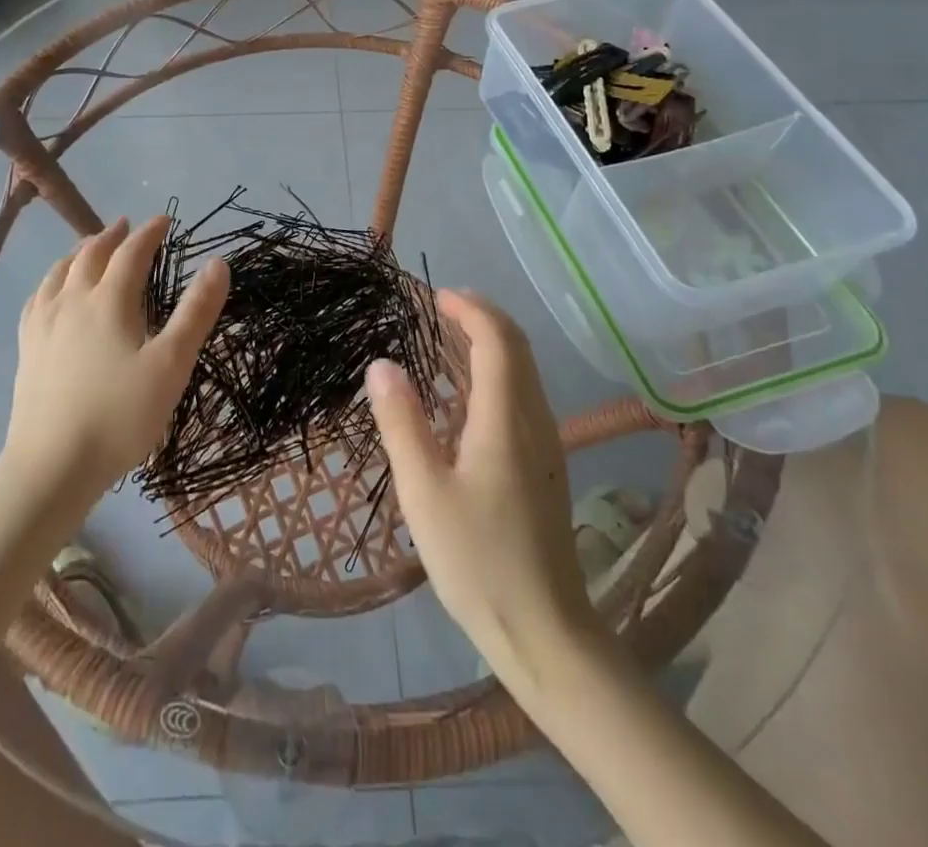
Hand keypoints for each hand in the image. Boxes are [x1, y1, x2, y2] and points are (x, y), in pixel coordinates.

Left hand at [5, 215, 228, 502]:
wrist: (51, 466)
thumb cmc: (120, 415)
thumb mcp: (171, 365)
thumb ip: (195, 312)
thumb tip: (218, 264)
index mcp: (109, 301)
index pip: (131, 253)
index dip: (149, 233)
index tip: (164, 219)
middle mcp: (72, 302)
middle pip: (91, 255)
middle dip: (112, 235)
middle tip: (127, 225)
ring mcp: (44, 324)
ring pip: (60, 272)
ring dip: (80, 251)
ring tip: (90, 246)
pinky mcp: (28, 348)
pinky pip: (38, 298)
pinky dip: (52, 280)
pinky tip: (52, 289)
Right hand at [367, 290, 595, 683]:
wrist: (545, 631)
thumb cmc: (478, 560)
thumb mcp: (424, 492)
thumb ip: (401, 423)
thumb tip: (382, 364)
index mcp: (506, 419)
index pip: (497, 340)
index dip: (470, 310)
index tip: (436, 297)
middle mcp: (535, 420)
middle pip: (517, 348)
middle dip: (482, 317)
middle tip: (440, 308)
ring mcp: (545, 444)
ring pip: (523, 372)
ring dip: (490, 344)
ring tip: (446, 339)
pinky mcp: (544, 466)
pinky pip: (522, 397)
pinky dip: (495, 374)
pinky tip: (463, 397)